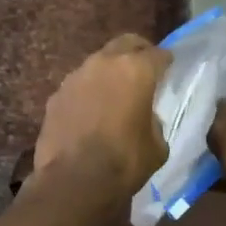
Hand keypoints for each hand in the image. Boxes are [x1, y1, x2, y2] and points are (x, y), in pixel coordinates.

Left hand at [33, 34, 171, 199]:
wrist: (73, 182)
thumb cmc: (124, 162)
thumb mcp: (157, 146)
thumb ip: (154, 122)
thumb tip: (146, 118)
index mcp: (136, 70)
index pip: (158, 54)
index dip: (166, 61)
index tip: (170, 67)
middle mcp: (104, 64)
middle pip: (125, 44)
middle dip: (138, 52)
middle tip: (145, 67)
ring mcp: (75, 77)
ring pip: (98, 63)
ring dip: (109, 72)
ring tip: (115, 92)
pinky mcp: (55, 96)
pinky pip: (78, 86)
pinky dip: (88, 92)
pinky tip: (91, 111)